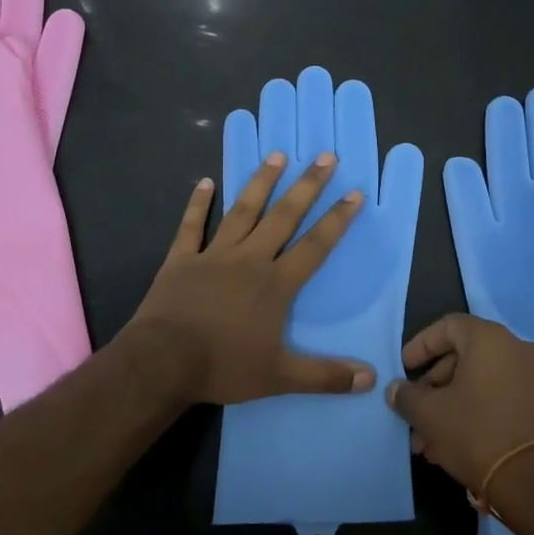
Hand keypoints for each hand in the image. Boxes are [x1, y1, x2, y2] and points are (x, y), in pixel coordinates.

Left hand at [126, 153, 373, 406]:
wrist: (162, 362)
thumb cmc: (223, 366)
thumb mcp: (279, 377)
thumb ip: (325, 376)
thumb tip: (371, 379)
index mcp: (275, 283)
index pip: (315, 245)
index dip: (337, 220)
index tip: (353, 193)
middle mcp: (249, 259)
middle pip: (284, 216)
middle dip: (307, 185)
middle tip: (324, 156)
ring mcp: (213, 254)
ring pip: (242, 211)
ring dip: (261, 182)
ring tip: (277, 155)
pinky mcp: (181, 259)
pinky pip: (191, 226)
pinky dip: (198, 203)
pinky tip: (205, 181)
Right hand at [386, 314, 533, 504]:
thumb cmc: (478, 434)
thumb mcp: (430, 415)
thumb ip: (407, 397)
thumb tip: (395, 389)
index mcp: (490, 339)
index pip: (448, 326)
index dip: (421, 346)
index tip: (404, 370)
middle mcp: (518, 349)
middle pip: (465, 357)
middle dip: (434, 388)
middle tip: (415, 415)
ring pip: (482, 383)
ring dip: (453, 406)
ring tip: (429, 442)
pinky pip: (503, 398)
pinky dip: (478, 413)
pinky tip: (456, 446)